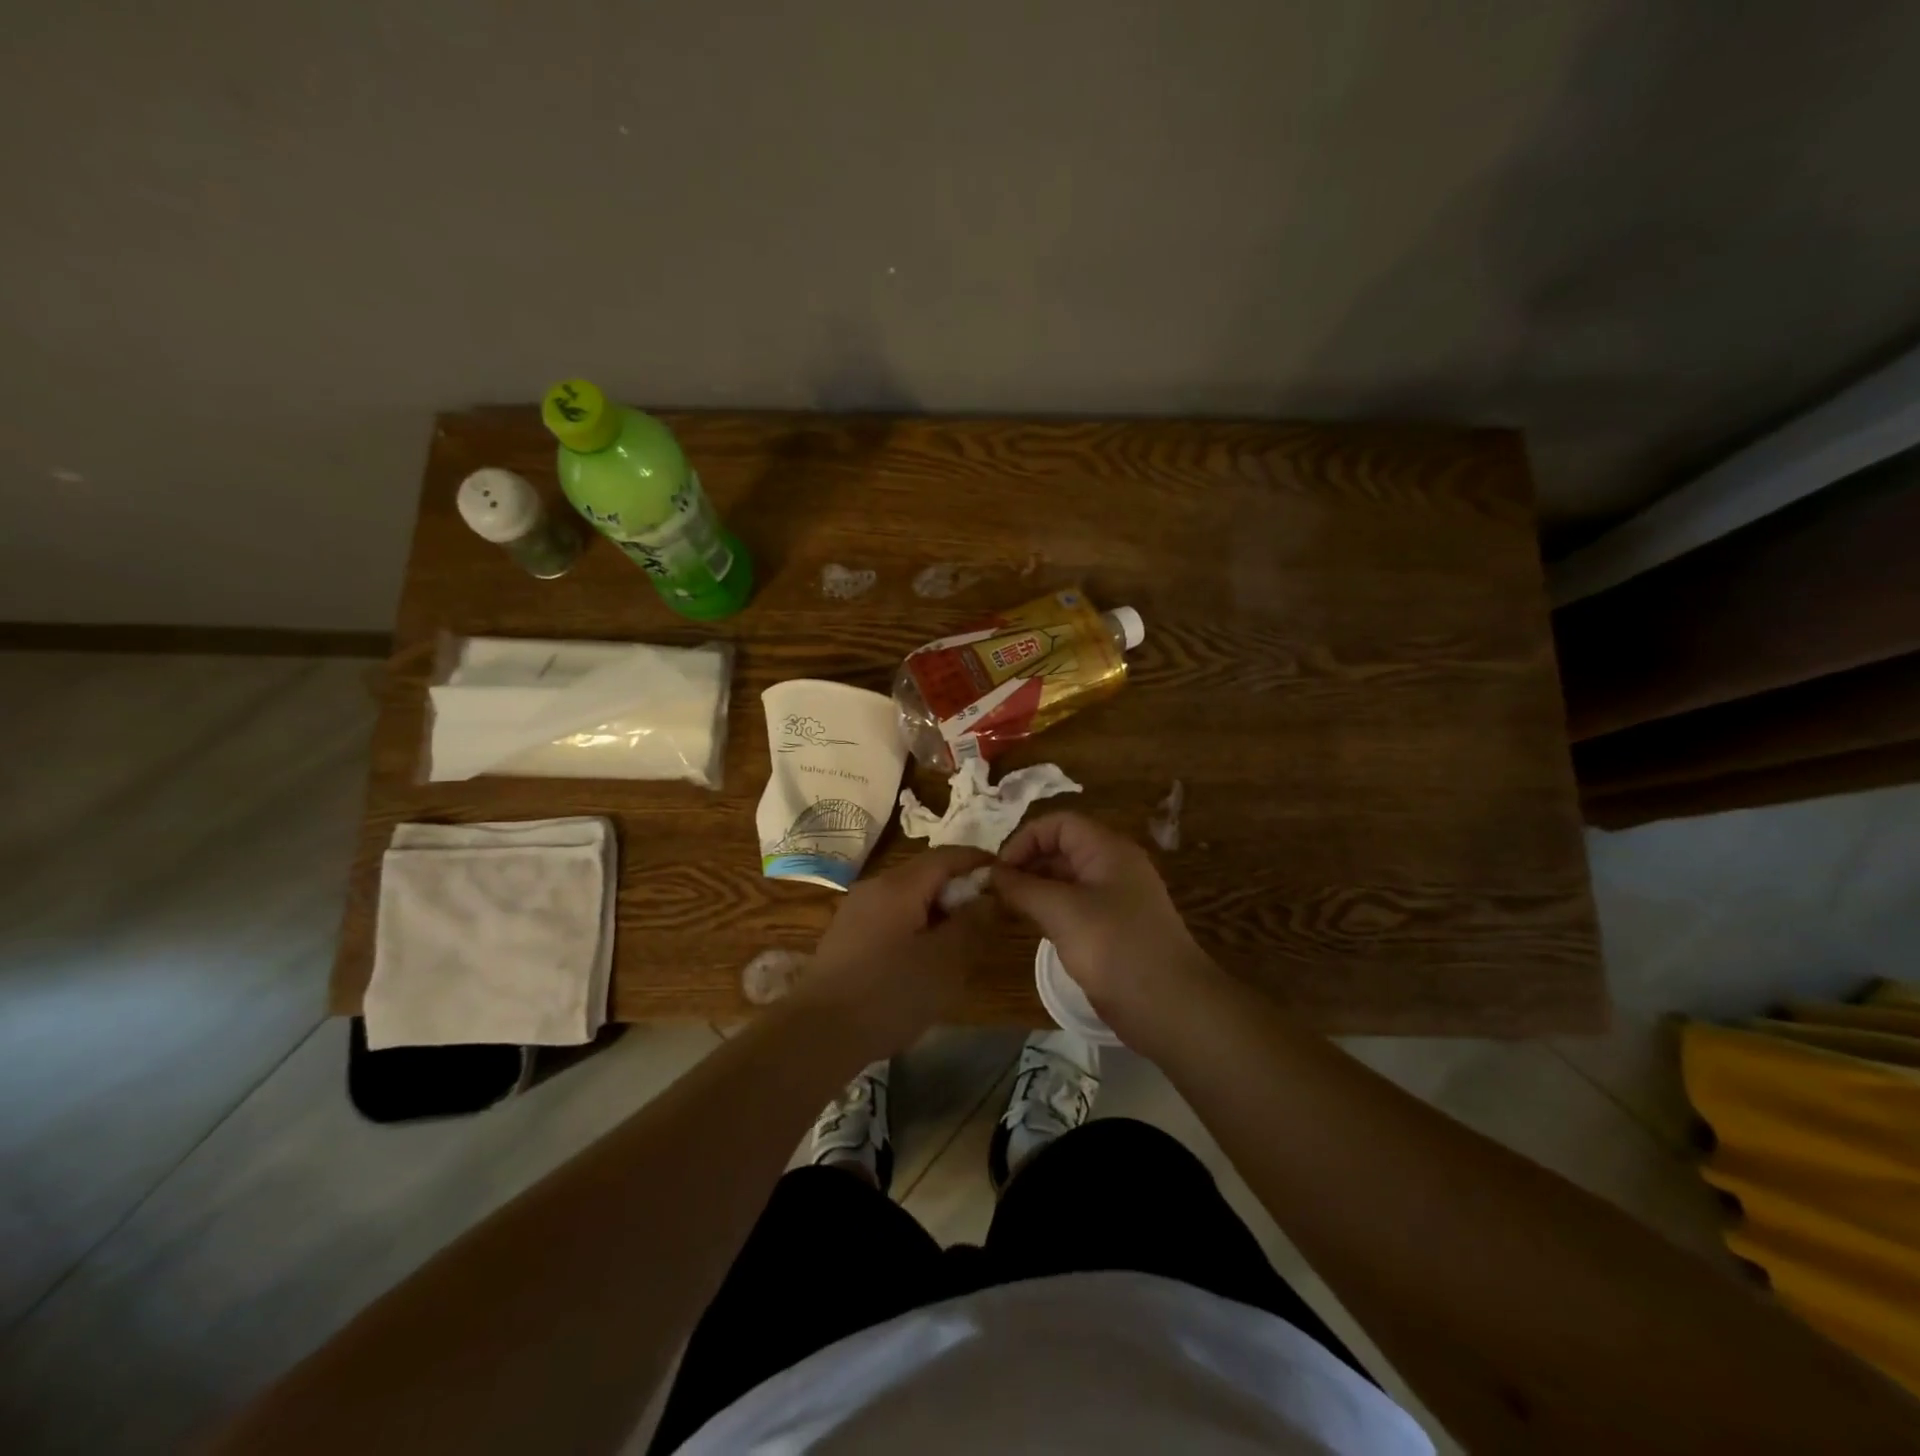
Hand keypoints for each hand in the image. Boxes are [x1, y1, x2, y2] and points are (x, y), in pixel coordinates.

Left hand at [789, 846, 997, 1062]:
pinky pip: (889, 917)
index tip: (1004, 876)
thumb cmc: (890, 993)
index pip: (947, 855)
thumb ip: (971, 923)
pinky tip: (922, 959)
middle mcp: (875, 887)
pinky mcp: (845, 936)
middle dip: (958, 889)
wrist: (818, 1033)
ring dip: (936, 911)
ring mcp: (855, 911)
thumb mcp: (945, 961)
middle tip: (985, 917)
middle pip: (925, 874)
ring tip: (958, 942)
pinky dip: (914, 925)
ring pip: (907, 897)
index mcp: (900, 885)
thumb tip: (986, 897)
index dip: (978, 861)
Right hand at [993, 812, 1219, 1052]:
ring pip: (1067, 879)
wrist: (1170, 1006)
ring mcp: (1116, 899)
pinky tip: (1032, 927)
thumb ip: (1022, 888)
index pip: (1058, 824)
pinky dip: (1051, 910)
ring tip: (1006, 908)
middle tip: (995, 891)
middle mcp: (1113, 866)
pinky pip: (1076, 906)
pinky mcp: (1114, 928)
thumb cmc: (1114, 947)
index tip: (997, 870)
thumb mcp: (1061, 911)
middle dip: (1027, 863)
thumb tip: (990, 873)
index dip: (1025, 839)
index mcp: (1107, 849)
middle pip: (1062, 848)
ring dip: (1036, 888)